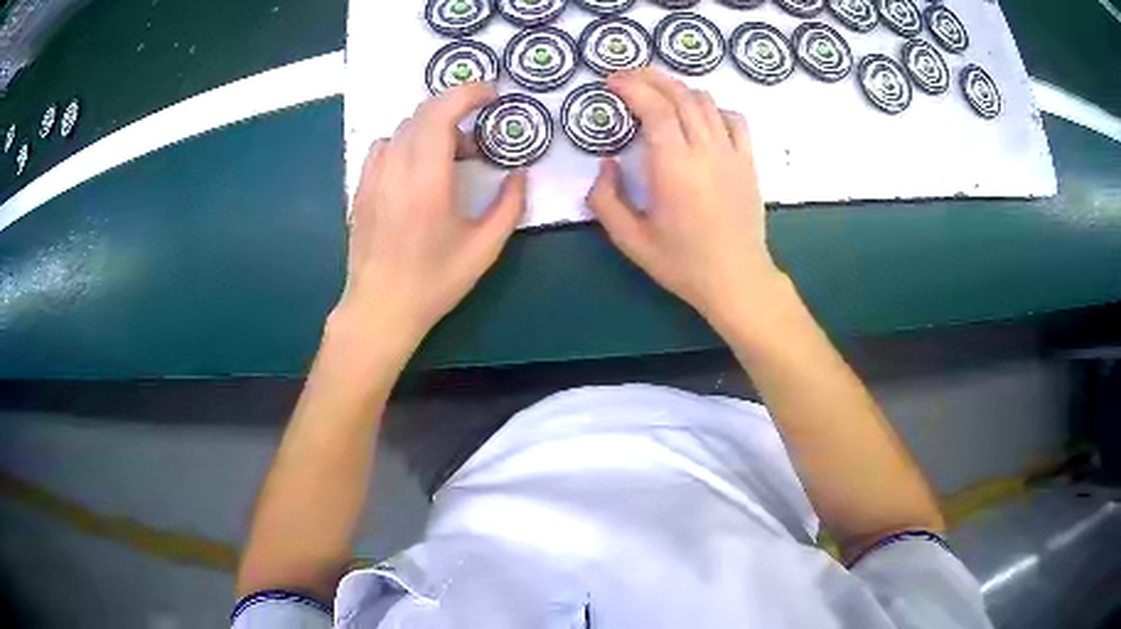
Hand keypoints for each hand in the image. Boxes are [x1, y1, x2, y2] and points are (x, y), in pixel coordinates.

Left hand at [333, 82, 526, 350]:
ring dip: (431, 130)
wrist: (380, 309)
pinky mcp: (361, 188)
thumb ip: (509, 206)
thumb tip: (520, 175)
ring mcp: (373, 177)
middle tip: (476, 139)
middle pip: (421, 113)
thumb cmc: (434, 282)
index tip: (491, 93)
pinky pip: (384, 148)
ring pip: (402, 129)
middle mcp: (395, 170)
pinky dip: (407, 144)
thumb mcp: (484, 249)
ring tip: (449, 159)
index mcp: (427, 181)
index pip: (440, 113)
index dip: (467, 92)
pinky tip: (417, 171)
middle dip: (454, 109)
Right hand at [587, 68, 783, 325]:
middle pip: (679, 94)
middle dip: (650, 77)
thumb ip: (606, 200)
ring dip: (678, 89)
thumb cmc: (683, 264)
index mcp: (674, 168)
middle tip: (627, 76)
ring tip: (658, 93)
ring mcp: (731, 153)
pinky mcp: (748, 161)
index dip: (631, 86)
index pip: (654, 107)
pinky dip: (713, 108)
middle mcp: (705, 151)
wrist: (737, 280)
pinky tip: (700, 117)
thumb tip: (606, 163)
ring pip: (706, 101)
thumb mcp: (631, 241)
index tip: (610, 82)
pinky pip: (734, 119)